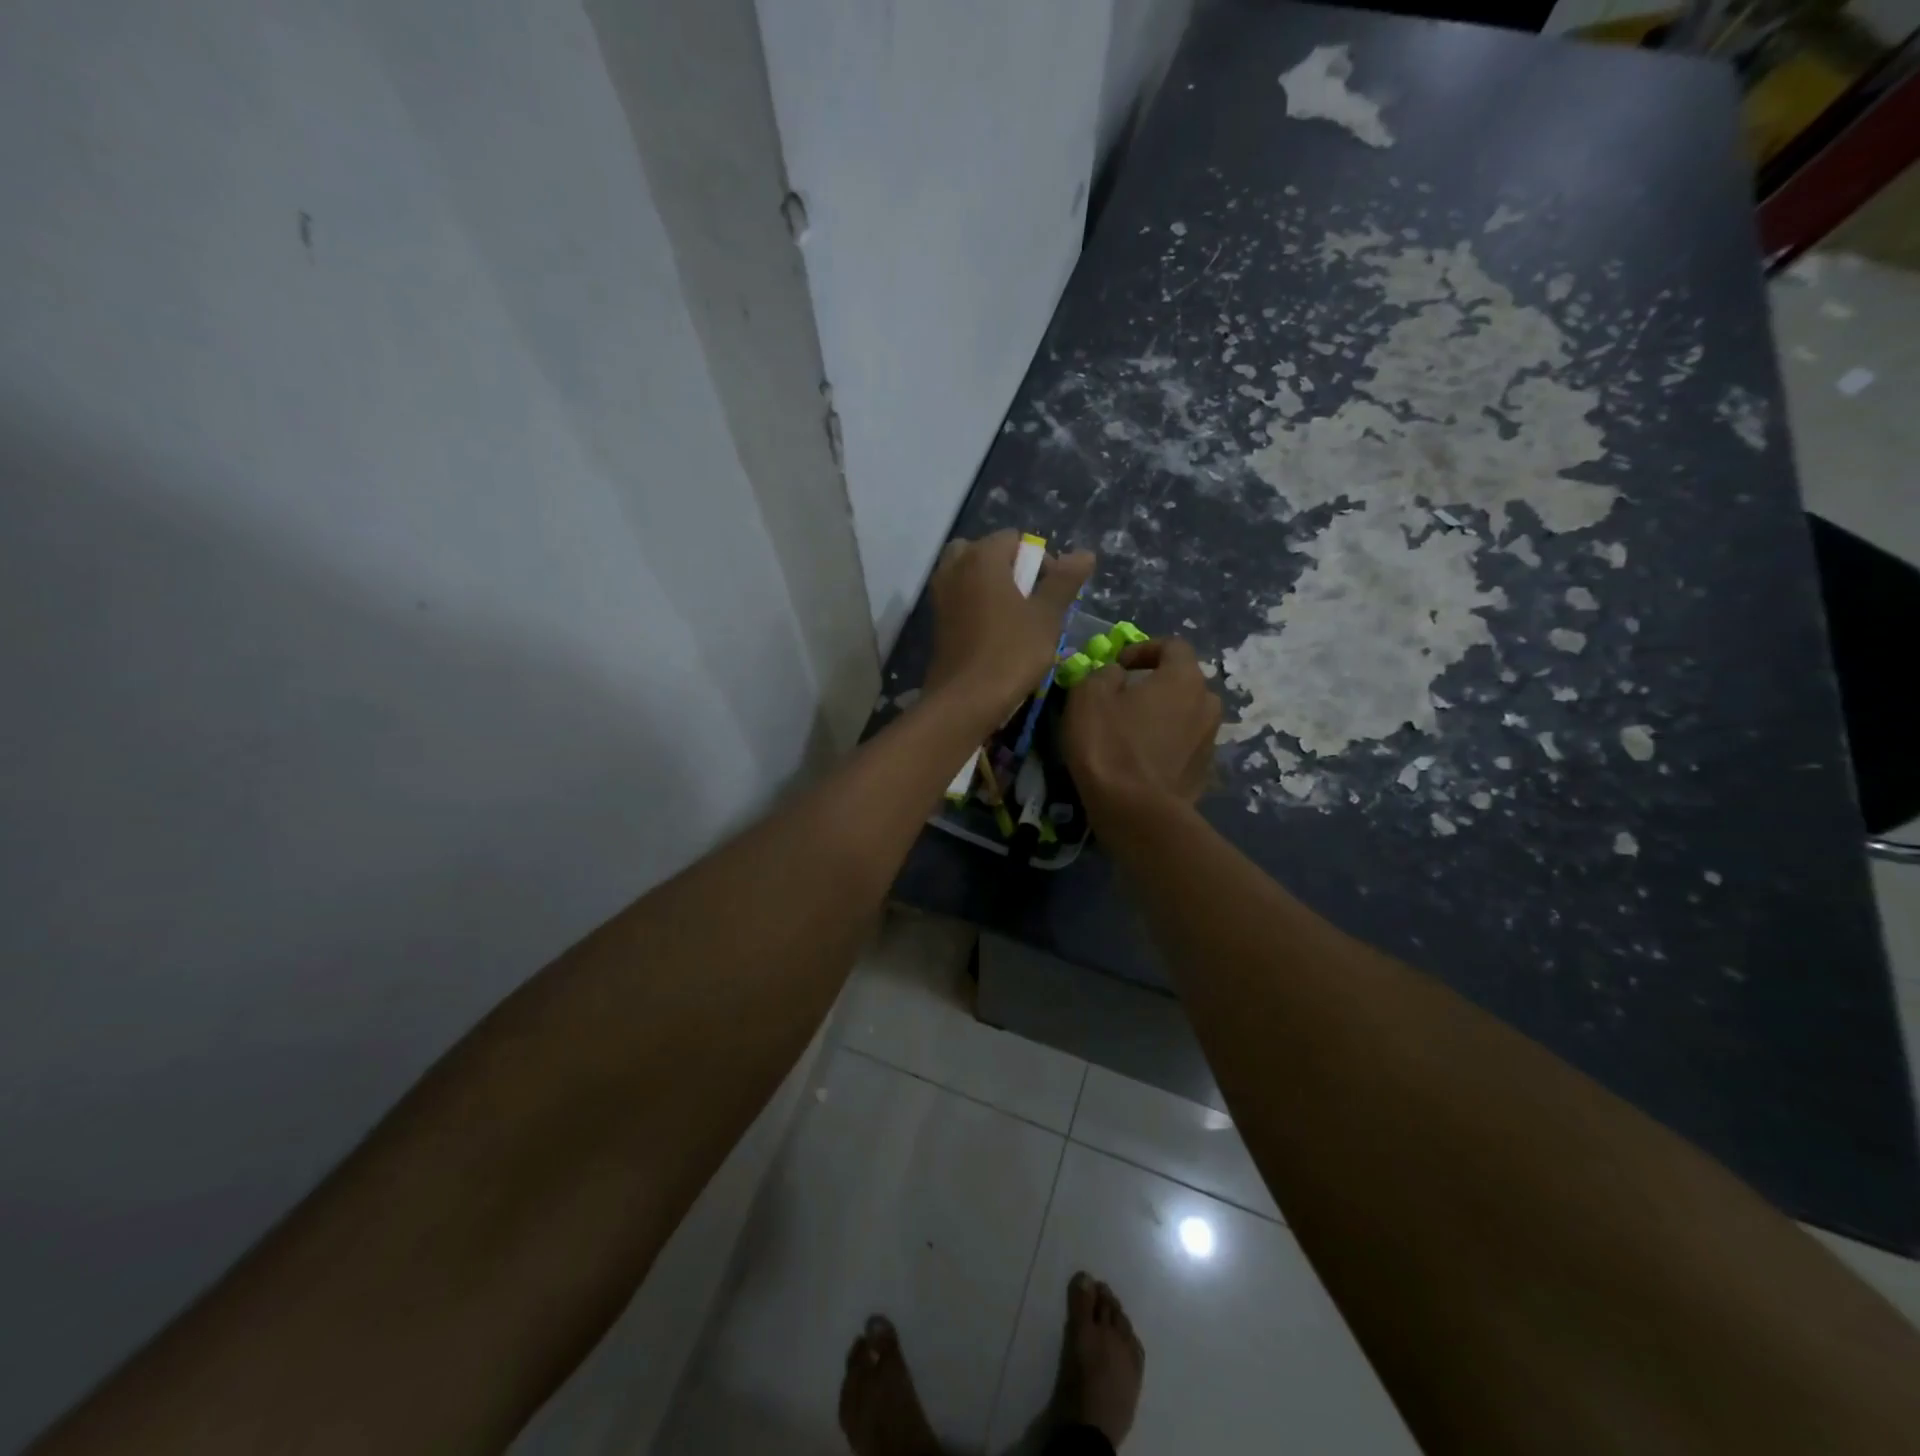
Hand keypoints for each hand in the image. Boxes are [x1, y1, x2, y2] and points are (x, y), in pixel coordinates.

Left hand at [925, 531, 1094, 720]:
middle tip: (1028, 598)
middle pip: (984, 552)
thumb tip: (1084, 553)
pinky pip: (958, 598)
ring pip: (967, 575)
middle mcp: (954, 568)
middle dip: (1008, 568)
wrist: (965, 700)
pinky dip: (975, 604)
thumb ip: (1064, 581)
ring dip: (990, 586)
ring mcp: (940, 595)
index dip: (1039, 560)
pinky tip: (994, 632)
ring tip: (1013, 616)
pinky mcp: (935, 621)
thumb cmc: (1011, 653)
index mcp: (981, 557)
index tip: (1051, 592)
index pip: (1014, 539)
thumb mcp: (1047, 616)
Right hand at [1063, 639, 1221, 816]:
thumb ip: (1104, 674)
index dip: (1143, 649)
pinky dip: (1166, 743)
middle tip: (1125, 697)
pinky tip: (1141, 759)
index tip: (1118, 666)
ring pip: (1186, 714)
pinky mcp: (1204, 771)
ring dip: (1162, 714)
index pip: (1173, 645)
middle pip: (1184, 680)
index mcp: (1184, 678)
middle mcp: (1207, 703)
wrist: (1135, 812)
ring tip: (1132, 730)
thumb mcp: (1089, 696)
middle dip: (1155, 683)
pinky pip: (1184, 744)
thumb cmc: (1109, 745)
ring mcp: (1210, 739)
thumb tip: (1117, 675)